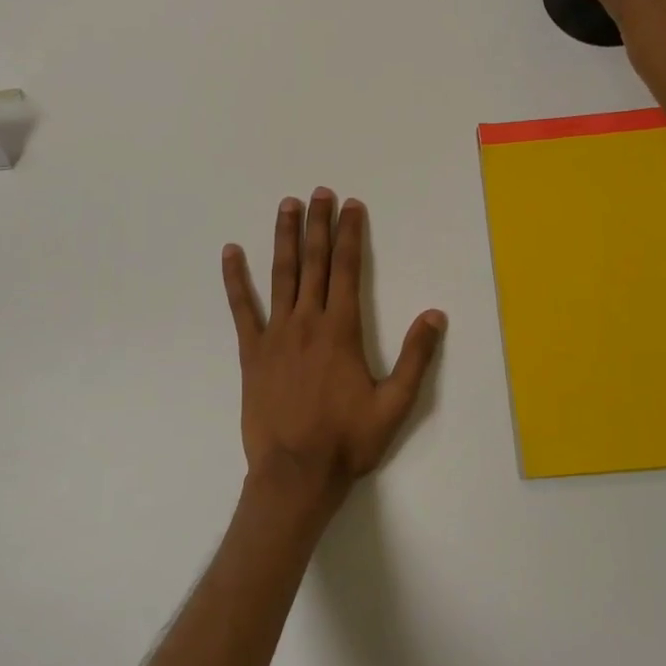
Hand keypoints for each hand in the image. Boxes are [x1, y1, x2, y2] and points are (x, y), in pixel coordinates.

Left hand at [222, 191, 446, 520]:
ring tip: (287, 206)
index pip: (347, 269)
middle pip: (314, 262)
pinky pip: (242, 308)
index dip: (350, 234)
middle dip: (319, 224)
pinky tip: (231, 253)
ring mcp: (275, 334)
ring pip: (281, 275)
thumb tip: (434, 314)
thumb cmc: (348, 441)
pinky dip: (236, 279)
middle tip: (320, 192)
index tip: (352, 206)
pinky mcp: (251, 352)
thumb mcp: (395, 405)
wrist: (295, 474)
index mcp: (341, 330)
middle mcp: (307, 322)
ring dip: (285, 238)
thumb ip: (416, 358)